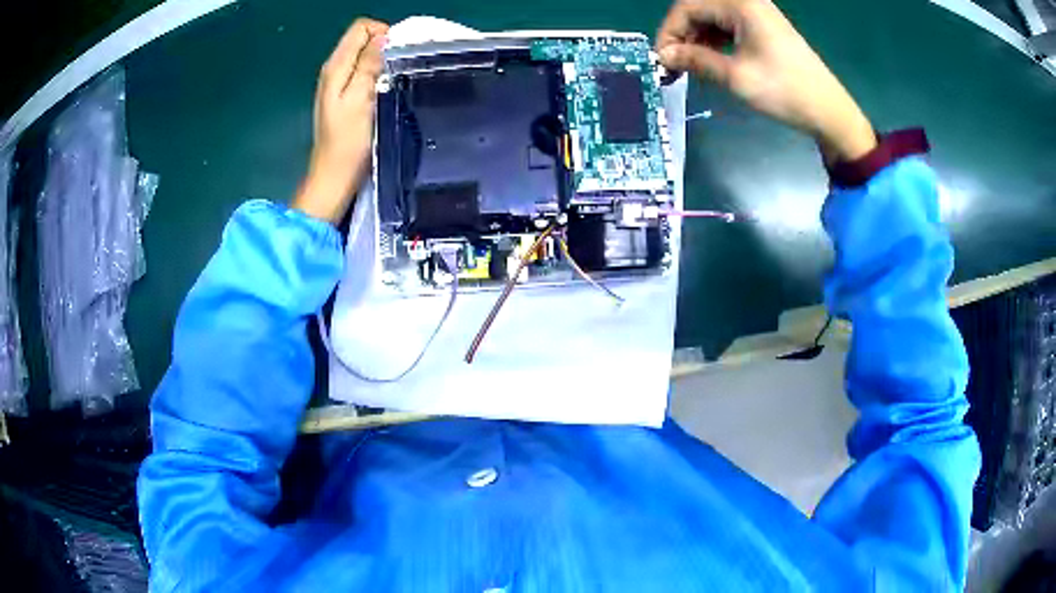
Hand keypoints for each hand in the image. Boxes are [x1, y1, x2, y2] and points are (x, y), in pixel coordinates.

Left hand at [293, 18, 388, 223]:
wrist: (334, 177)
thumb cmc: (349, 142)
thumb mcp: (361, 99)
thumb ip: (369, 65)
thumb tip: (383, 37)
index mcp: (336, 66)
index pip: (361, 28)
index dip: (383, 34)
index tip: (397, 55)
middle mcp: (334, 69)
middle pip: (362, 39)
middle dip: (384, 46)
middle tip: (398, 70)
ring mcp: (337, 83)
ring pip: (364, 55)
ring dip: (382, 61)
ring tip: (394, 81)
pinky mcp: (344, 96)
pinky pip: (363, 72)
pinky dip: (377, 74)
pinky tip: (385, 91)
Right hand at [656, 0, 875, 162]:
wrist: (829, 111)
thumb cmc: (784, 91)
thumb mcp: (735, 76)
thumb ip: (695, 60)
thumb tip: (664, 56)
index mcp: (739, 5)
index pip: (687, 7)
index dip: (669, 32)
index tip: (662, 60)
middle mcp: (747, 2)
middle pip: (699, 9)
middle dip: (682, 35)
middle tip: (675, 65)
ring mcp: (757, 13)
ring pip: (712, 18)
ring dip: (697, 39)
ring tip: (691, 66)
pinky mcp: (764, 27)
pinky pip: (728, 26)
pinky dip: (715, 41)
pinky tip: (711, 60)